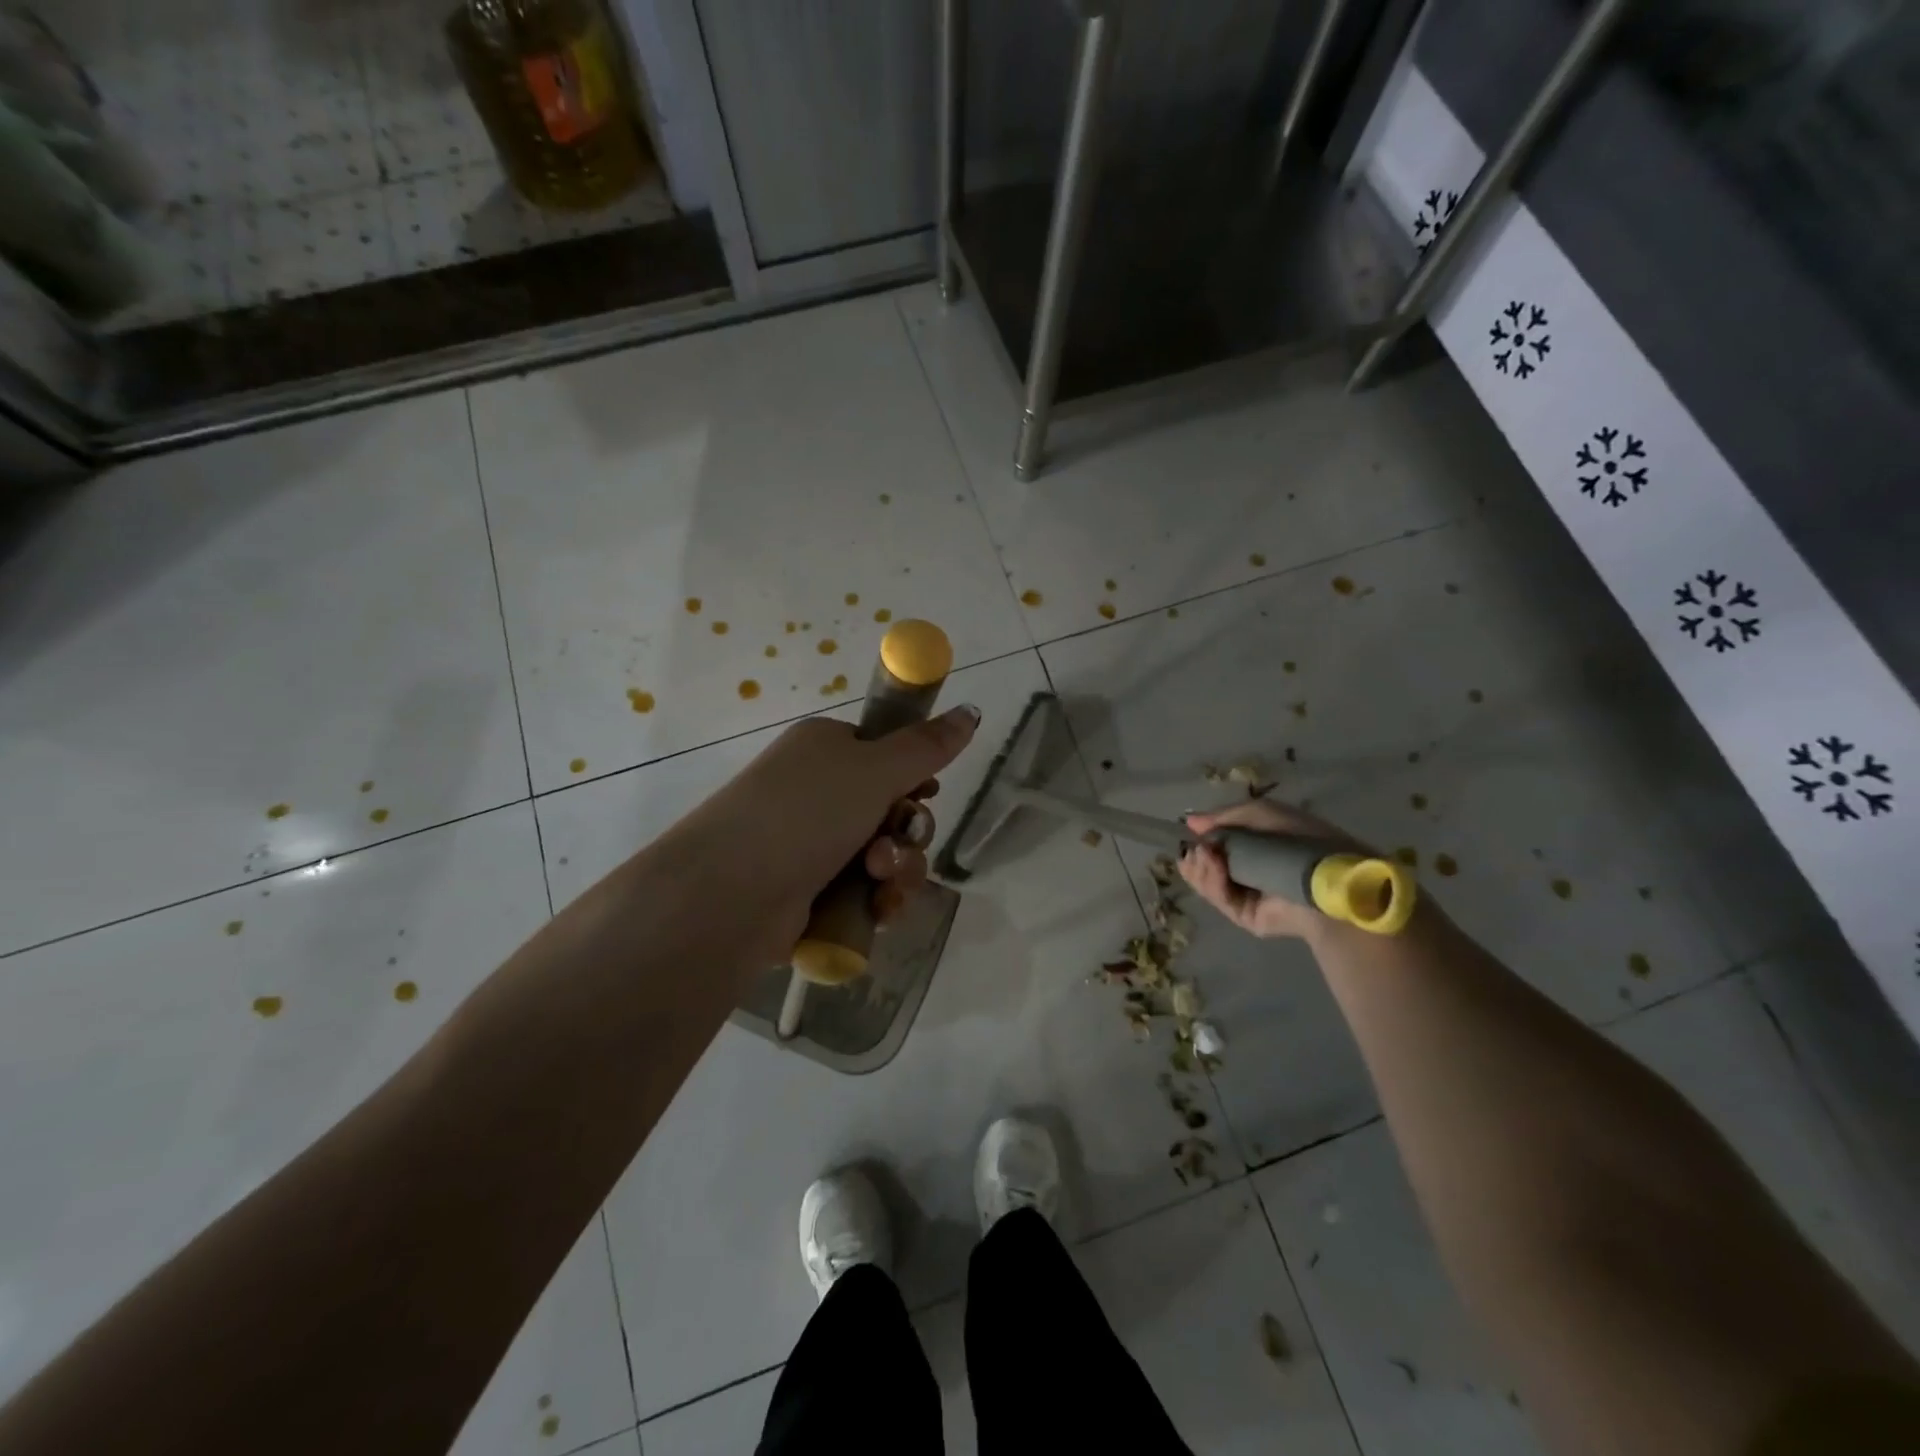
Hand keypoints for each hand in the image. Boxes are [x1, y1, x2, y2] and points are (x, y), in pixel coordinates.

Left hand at [655, 704, 979, 966]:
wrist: (730, 894)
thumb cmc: (805, 814)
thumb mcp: (874, 769)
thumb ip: (928, 746)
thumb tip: (972, 710)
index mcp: (826, 749)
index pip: (887, 755)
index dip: (914, 777)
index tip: (925, 793)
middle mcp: (819, 792)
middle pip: (894, 809)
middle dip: (907, 833)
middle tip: (890, 846)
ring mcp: (812, 844)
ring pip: (887, 854)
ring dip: (898, 869)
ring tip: (878, 881)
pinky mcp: (813, 892)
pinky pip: (867, 891)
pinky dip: (880, 900)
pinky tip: (878, 911)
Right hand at [1178, 798, 1363, 940]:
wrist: (1326, 878)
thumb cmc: (1298, 839)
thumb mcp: (1261, 814)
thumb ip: (1223, 817)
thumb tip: (1189, 821)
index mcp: (1254, 848)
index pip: (1215, 846)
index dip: (1198, 840)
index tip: (1188, 835)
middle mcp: (1247, 872)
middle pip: (1204, 867)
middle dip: (1195, 857)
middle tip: (1194, 850)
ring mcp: (1245, 897)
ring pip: (1206, 883)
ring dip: (1200, 868)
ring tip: (1205, 856)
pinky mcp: (1245, 917)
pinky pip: (1219, 899)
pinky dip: (1211, 882)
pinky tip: (1214, 867)